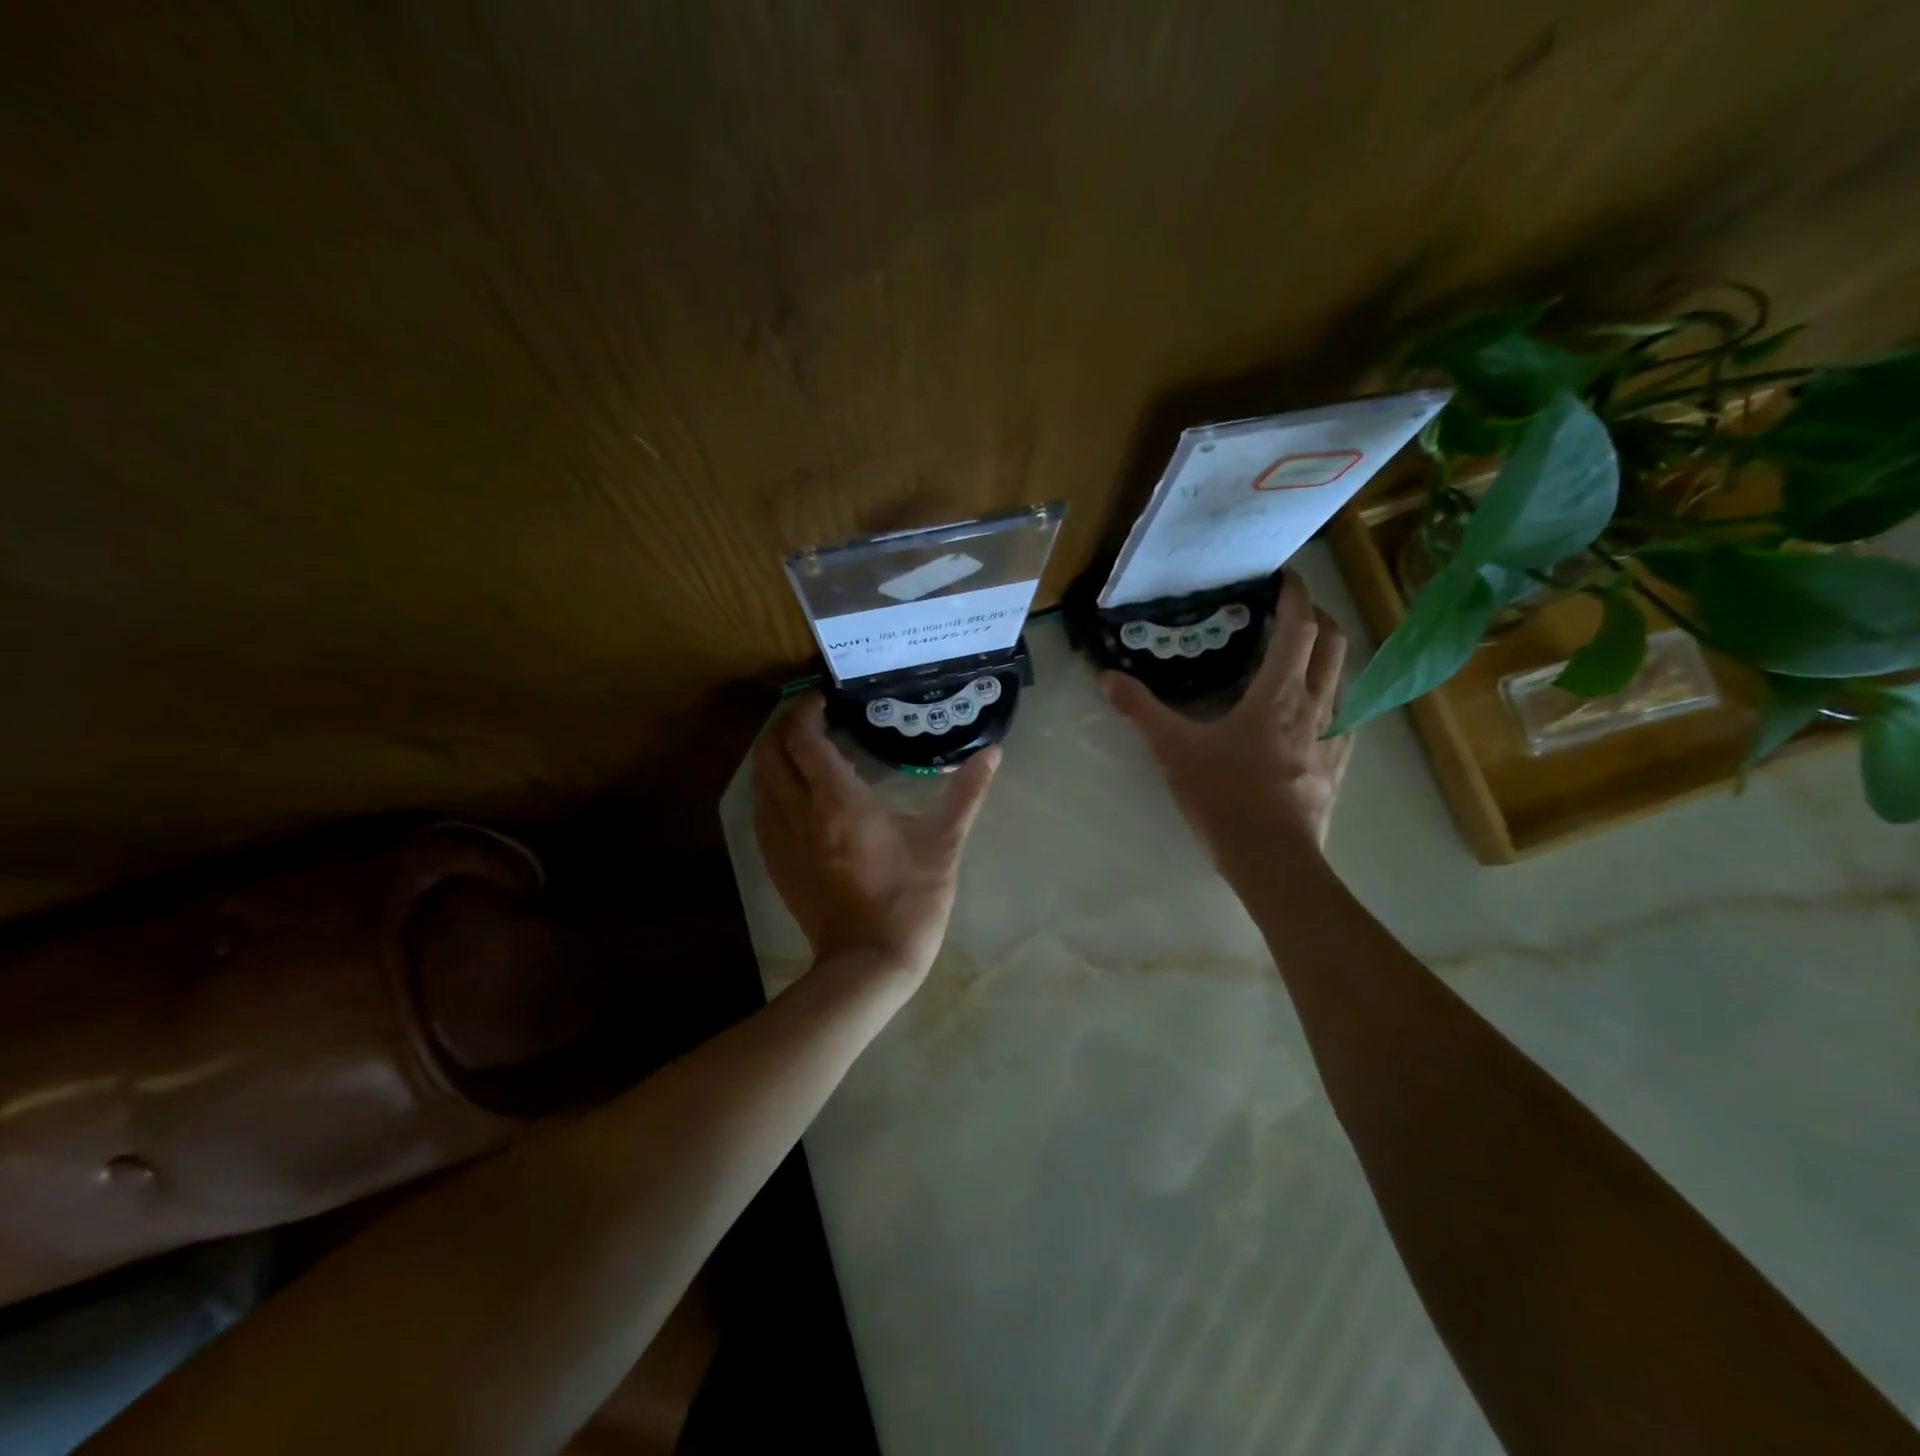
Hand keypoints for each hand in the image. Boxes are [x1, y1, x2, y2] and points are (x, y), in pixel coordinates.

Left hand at [753, 693, 999, 984]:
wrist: (869, 964)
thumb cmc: (909, 900)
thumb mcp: (944, 843)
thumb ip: (967, 792)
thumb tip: (994, 752)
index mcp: (838, 801)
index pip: (804, 738)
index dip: (809, 709)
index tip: (827, 696)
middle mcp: (799, 813)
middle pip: (770, 752)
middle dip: (784, 723)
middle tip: (813, 714)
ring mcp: (781, 840)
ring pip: (760, 780)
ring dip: (774, 753)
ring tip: (804, 745)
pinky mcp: (776, 863)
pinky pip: (762, 810)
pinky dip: (771, 786)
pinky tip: (795, 790)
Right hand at [1102, 571, 1352, 865]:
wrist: (1274, 858)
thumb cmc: (1226, 797)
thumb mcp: (1175, 750)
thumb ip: (1141, 710)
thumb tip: (1106, 676)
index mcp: (1279, 693)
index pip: (1299, 626)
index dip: (1295, 594)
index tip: (1284, 575)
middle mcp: (1316, 704)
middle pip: (1334, 642)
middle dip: (1319, 616)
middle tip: (1291, 611)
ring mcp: (1334, 735)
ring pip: (1345, 676)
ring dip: (1328, 654)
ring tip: (1300, 656)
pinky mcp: (1339, 762)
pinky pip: (1345, 713)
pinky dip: (1332, 695)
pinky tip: (1311, 711)